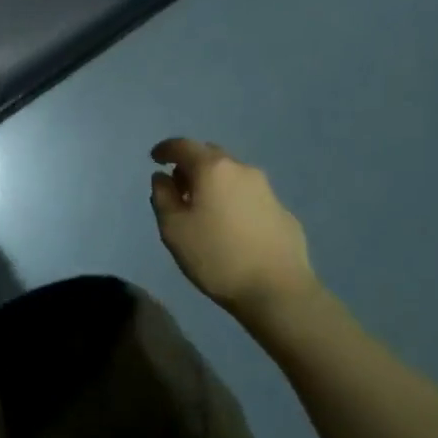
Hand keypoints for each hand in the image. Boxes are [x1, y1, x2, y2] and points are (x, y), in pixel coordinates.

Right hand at [150, 138, 322, 317]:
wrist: (279, 291)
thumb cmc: (217, 256)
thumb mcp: (173, 229)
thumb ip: (162, 196)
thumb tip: (163, 178)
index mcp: (213, 169)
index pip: (183, 145)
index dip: (165, 149)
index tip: (155, 159)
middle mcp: (242, 170)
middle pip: (210, 155)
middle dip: (191, 165)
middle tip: (178, 187)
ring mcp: (267, 190)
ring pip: (232, 175)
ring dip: (214, 183)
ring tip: (204, 209)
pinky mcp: (283, 212)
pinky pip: (249, 196)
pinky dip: (233, 201)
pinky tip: (231, 227)